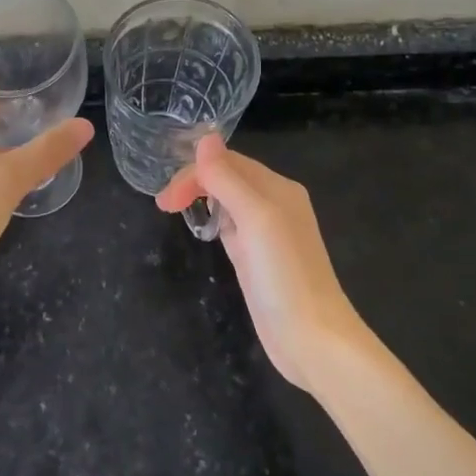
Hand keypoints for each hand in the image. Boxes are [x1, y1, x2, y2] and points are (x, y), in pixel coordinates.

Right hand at [155, 135, 367, 392]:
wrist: (312, 339)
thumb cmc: (284, 275)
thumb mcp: (255, 218)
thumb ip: (228, 178)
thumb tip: (205, 136)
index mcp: (278, 188)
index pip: (228, 163)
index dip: (194, 172)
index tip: (165, 199)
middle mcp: (275, 204)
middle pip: (228, 178)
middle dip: (194, 184)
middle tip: (163, 207)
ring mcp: (268, 234)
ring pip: (228, 201)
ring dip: (202, 199)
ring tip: (174, 211)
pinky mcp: (258, 260)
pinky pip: (232, 227)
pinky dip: (214, 221)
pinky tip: (204, 230)